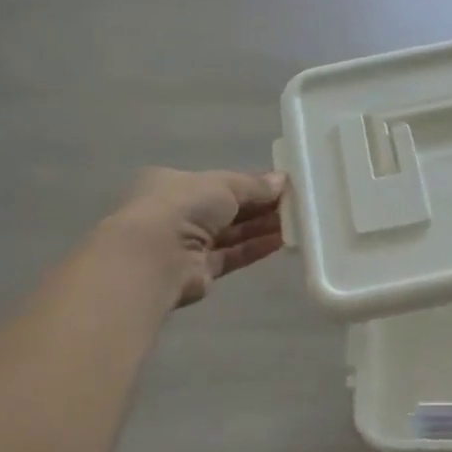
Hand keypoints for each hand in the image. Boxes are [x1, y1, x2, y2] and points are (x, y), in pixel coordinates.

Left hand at [110, 168, 287, 305]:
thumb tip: (282, 181)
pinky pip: (231, 256)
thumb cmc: (183, 206)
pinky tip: (280, 242)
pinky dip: (254, 249)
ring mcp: (187, 244)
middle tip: (294, 205)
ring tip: (295, 223)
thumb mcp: (223, 184)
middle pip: (227, 209)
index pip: (218, 183)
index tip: (280, 186)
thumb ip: (253, 185)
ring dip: (261, 228)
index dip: (249, 184)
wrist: (156, 255)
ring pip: (231, 234)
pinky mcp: (199, 271)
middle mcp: (177, 213)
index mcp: (174, 184)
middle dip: (259, 207)